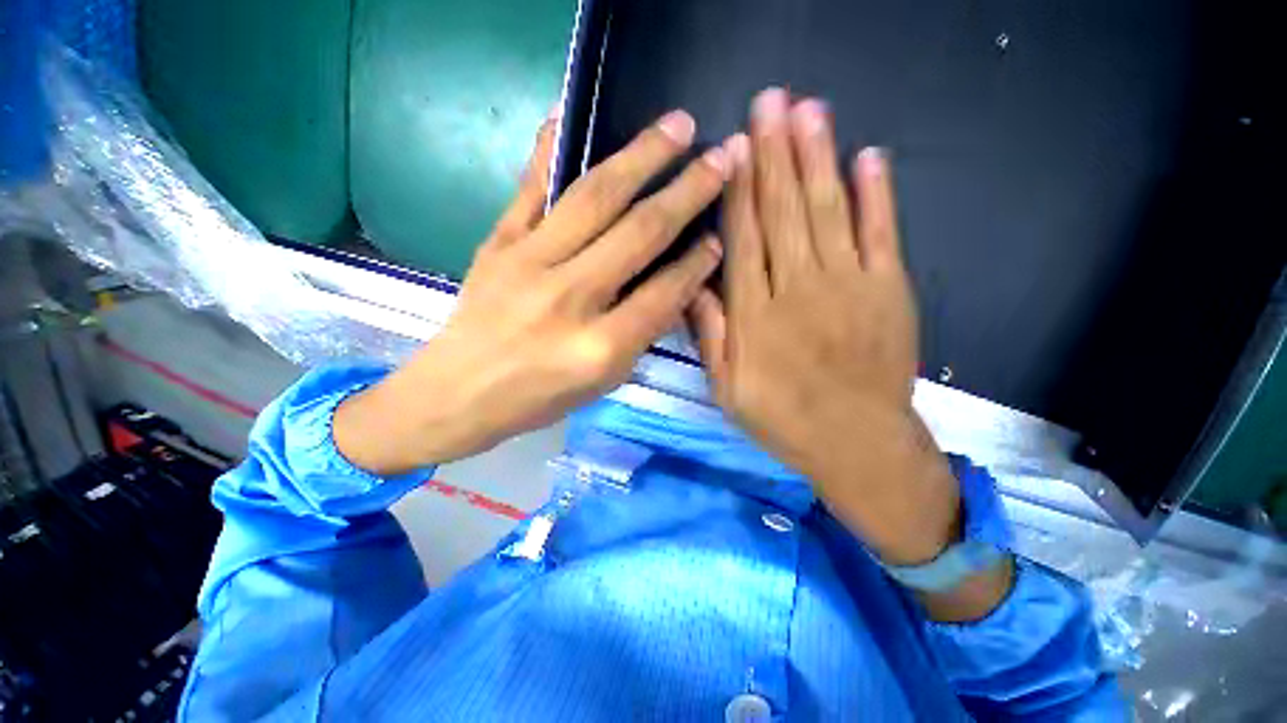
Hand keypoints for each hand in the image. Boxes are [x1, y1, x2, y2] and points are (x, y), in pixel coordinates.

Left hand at [336, 109, 728, 473]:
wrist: (457, 393)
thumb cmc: (537, 399)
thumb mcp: (603, 381)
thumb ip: (642, 333)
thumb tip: (675, 287)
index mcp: (600, 346)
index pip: (664, 292)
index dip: (697, 262)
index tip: (720, 235)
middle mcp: (570, 297)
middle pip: (639, 234)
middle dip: (687, 192)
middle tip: (720, 156)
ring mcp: (528, 262)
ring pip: (595, 198)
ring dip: (642, 157)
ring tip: (676, 126)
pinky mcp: (497, 243)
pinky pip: (531, 187)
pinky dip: (552, 147)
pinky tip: (572, 111)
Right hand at [690, 88, 956, 565]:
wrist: (857, 442)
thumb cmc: (783, 418)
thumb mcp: (726, 388)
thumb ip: (708, 335)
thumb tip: (691, 285)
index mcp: (755, 314)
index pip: (743, 238)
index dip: (738, 190)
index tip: (735, 147)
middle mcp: (797, 289)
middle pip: (784, 212)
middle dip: (775, 154)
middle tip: (771, 101)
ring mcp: (848, 285)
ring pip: (828, 210)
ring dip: (817, 158)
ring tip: (809, 110)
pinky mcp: (890, 290)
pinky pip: (882, 233)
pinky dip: (877, 192)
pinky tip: (868, 156)